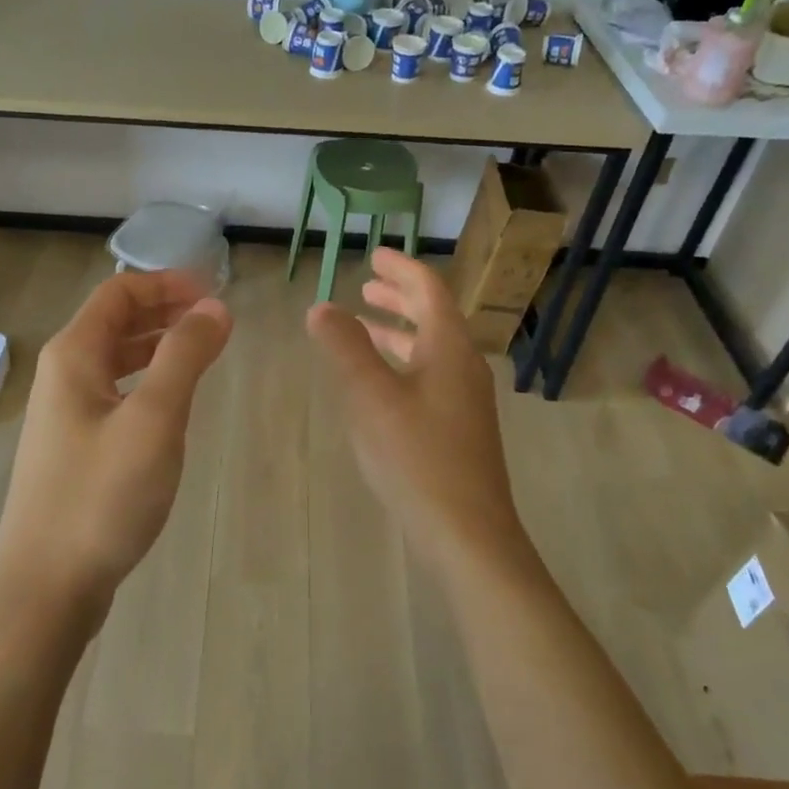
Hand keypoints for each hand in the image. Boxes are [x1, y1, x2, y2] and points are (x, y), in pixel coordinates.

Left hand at [0, 271, 232, 622]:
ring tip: (202, 352)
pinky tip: (172, 403)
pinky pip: (115, 394)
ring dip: (158, 346)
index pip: (120, 292)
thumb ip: (185, 357)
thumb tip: (215, 308)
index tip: (215, 293)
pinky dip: (147, 382)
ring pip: (116, 360)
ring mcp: (65, 414)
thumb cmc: (102, 496)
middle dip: (165, 310)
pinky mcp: (74, 448)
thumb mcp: (154, 420)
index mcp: (74, 356)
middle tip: (215, 319)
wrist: (47, 585)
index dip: (167, 283)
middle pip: (115, 322)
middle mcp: (63, 376)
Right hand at [307, 248, 526, 565]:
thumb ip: (345, 347)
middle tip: (367, 285)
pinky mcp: (459, 429)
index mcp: (450, 348)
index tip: (375, 256)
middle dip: (400, 298)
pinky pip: (429, 376)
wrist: (467, 533)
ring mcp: (466, 400)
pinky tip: (380, 382)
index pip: (429, 290)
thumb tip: (321, 307)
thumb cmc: (417, 457)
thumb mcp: (371, 396)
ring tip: (367, 324)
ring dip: (400, 331)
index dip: (402, 269)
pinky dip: (403, 363)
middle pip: (434, 317)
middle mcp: (464, 367)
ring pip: (431, 349)